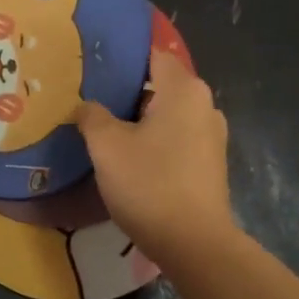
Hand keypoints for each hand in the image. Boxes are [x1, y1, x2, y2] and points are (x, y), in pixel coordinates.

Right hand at [74, 50, 236, 270]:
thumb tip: (87, 106)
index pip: (153, 55)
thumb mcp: (107, 146)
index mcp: (184, 90)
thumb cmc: (149, 184)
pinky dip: (155, 141)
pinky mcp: (210, 164)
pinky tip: (131, 158)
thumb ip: (92, 116)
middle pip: (160, 86)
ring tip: (105, 129)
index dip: (123, 58)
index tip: (94, 66)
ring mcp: (212, 136)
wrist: (193, 243)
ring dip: (140, 120)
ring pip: (168, 115)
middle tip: (92, 99)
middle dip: (127, 92)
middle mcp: (205, 105)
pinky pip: (177, 139)